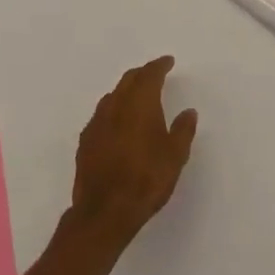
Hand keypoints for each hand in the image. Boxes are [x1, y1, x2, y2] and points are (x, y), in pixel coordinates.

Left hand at [68, 56, 197, 248]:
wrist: (104, 212)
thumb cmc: (145, 180)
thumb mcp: (175, 156)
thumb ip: (183, 130)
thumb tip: (188, 111)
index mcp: (139, 103)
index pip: (149, 74)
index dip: (159, 65)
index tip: (168, 61)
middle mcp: (115, 106)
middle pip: (128, 80)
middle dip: (142, 74)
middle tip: (154, 74)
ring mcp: (96, 123)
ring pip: (113, 96)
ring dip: (126, 91)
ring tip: (137, 97)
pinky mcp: (85, 142)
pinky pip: (101, 115)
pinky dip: (113, 111)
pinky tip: (117, 124)